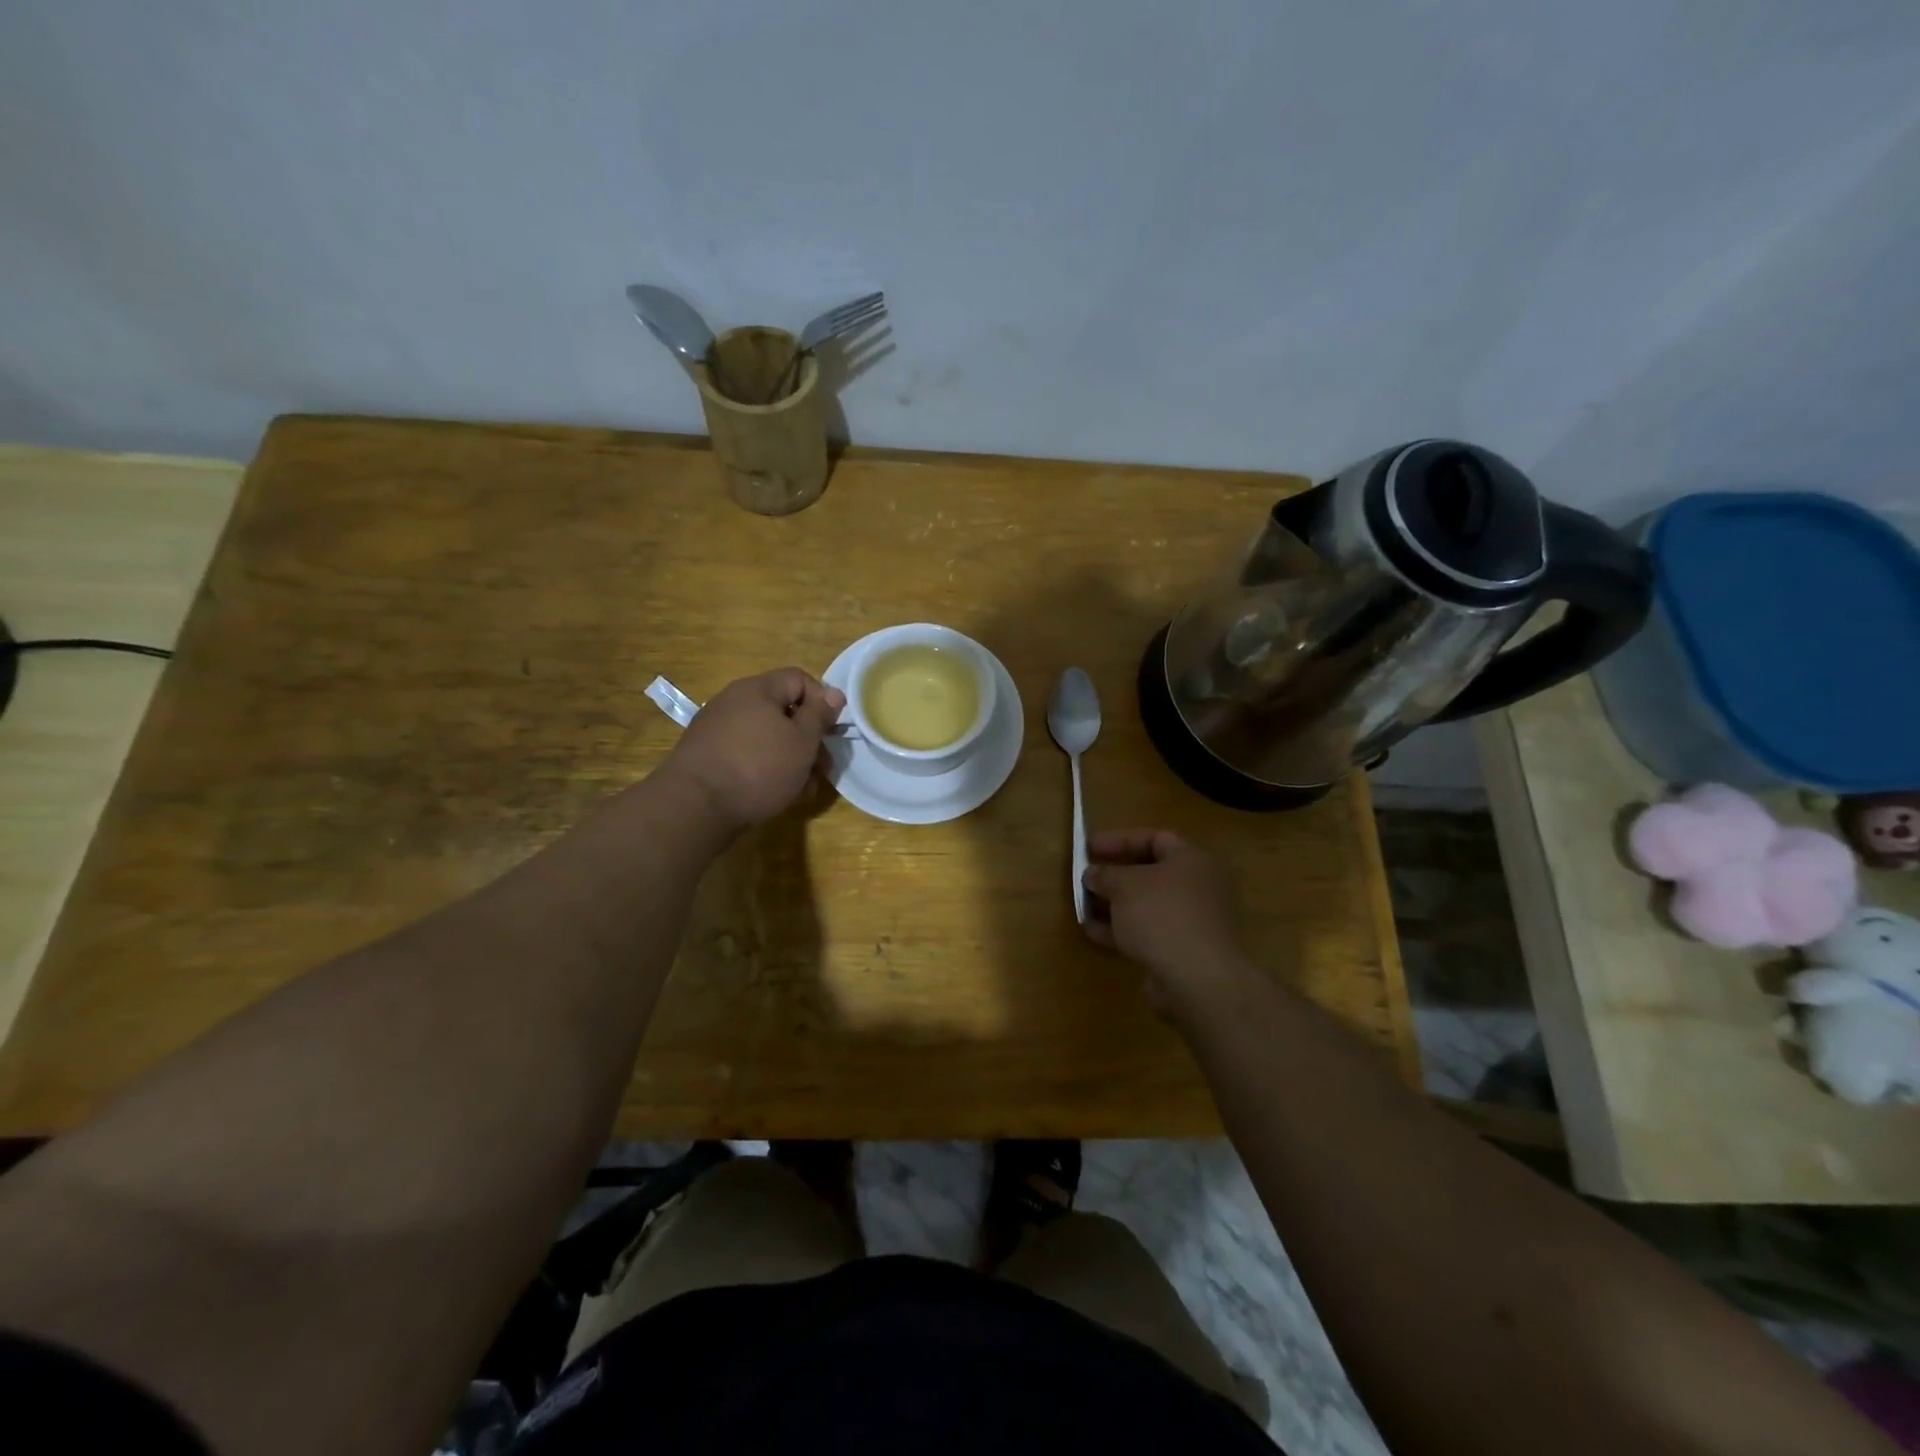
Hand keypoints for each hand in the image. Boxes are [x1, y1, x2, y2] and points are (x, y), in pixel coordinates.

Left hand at [664, 668, 845, 830]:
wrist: (695, 806)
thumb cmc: (758, 767)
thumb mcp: (802, 741)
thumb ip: (820, 715)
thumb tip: (834, 693)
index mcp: (757, 689)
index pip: (799, 679)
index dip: (823, 701)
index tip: (833, 731)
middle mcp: (734, 702)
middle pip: (783, 711)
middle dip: (809, 739)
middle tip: (823, 768)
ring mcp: (717, 730)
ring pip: (768, 738)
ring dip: (792, 759)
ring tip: (804, 789)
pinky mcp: (708, 757)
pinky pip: (748, 755)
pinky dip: (767, 770)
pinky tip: (778, 795)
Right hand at [1083, 829, 1254, 1017]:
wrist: (1197, 980)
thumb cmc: (1162, 915)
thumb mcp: (1125, 885)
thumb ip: (1105, 874)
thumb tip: (1093, 874)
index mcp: (1193, 860)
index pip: (1154, 839)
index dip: (1119, 840)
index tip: (1089, 847)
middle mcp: (1199, 887)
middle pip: (1150, 873)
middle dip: (1114, 875)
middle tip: (1086, 877)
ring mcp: (1193, 922)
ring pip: (1147, 906)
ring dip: (1114, 905)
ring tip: (1083, 905)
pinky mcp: (1183, 951)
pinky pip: (1148, 932)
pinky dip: (1122, 930)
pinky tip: (1093, 932)